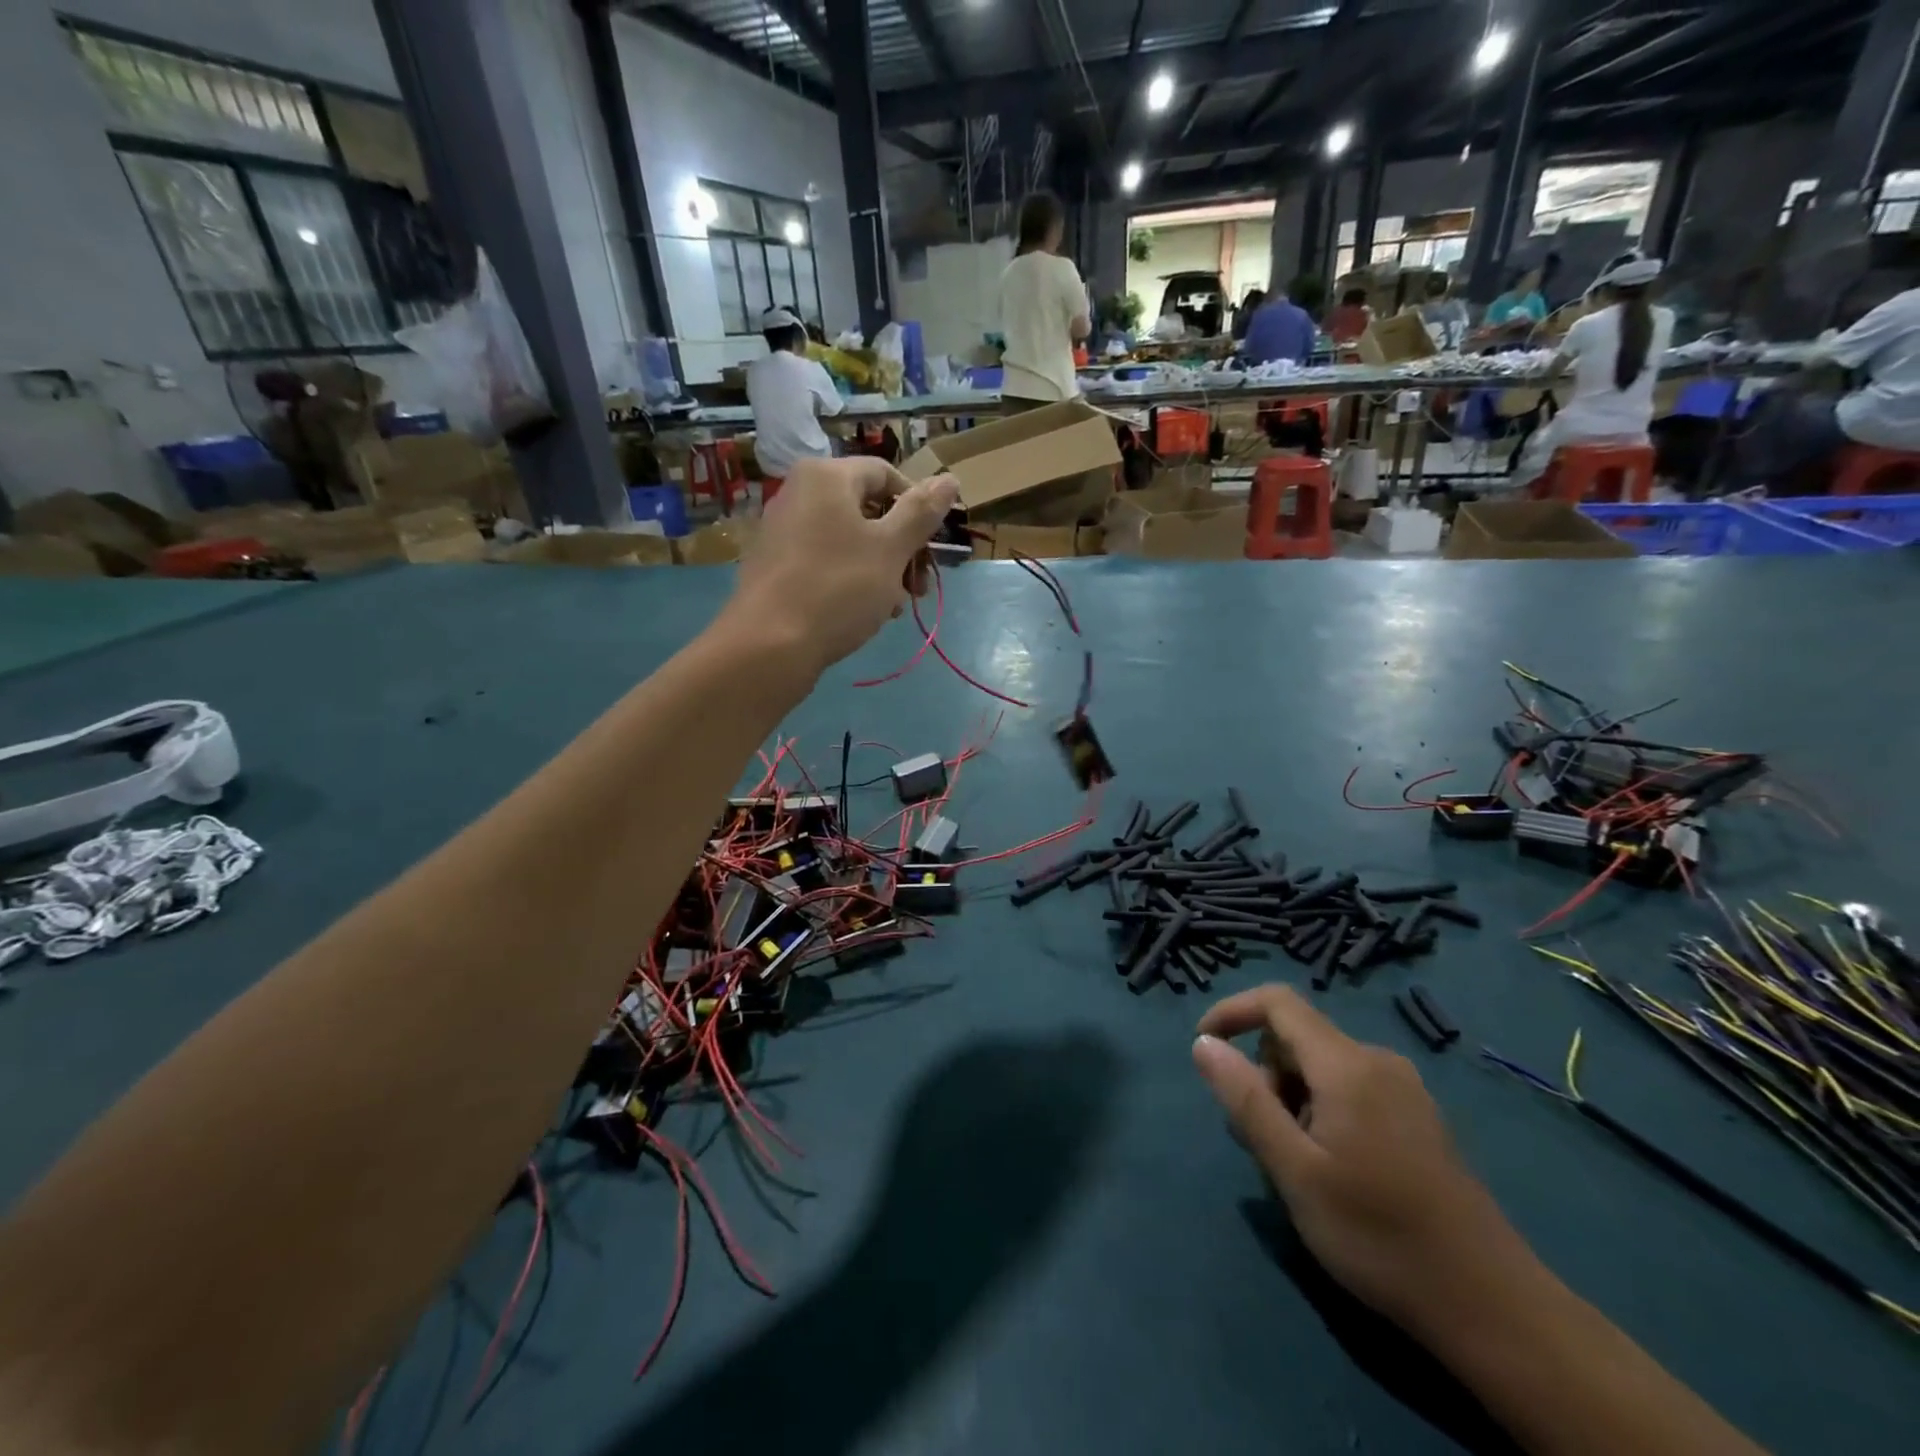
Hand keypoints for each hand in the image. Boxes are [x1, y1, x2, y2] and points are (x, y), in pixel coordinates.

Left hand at [726, 458, 957, 676]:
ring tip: (896, 606)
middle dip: (901, 547)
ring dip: (882, 569)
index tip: (930, 547)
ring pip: (849, 540)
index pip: (886, 474)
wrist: (769, 644)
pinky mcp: (775, 565)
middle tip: (920, 587)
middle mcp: (799, 492)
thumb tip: (948, 478)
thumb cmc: (838, 588)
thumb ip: (921, 512)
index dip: (917, 507)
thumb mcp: (891, 549)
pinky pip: (825, 560)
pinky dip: (851, 579)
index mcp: (827, 476)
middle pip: (867, 509)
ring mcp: (783, 530)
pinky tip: (865, 612)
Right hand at [1192, 986, 1536, 1333]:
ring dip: (1292, 1098)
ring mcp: (1405, 1089)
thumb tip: (1203, 1043)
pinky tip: (1333, 1168)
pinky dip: (1322, 1109)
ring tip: (1296, 1164)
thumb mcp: (1295, 1170)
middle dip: (1264, 1074)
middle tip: (1260, 1140)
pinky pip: (1350, 1088)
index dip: (1232, 1011)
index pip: (1277, 1002)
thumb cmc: (1378, 1235)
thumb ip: (1246, 1100)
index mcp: (1346, 1064)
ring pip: (1321, 1066)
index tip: (1204, 1048)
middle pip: (1297, 1037)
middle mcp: (1377, 1061)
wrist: (1493, 1307)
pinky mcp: (1419, 1117)